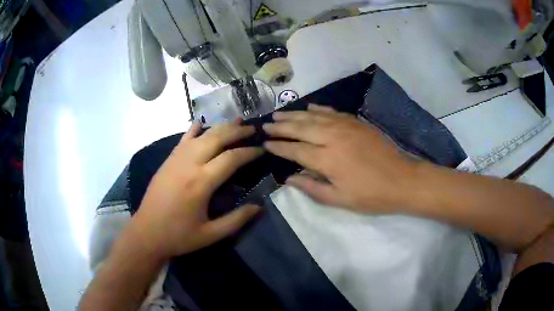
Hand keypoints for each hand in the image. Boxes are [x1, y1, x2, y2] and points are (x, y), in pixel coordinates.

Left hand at [131, 121, 262, 259]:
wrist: (146, 232)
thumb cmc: (179, 236)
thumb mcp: (210, 235)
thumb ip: (236, 220)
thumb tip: (259, 207)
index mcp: (201, 182)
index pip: (231, 158)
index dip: (249, 152)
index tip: (262, 149)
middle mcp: (189, 164)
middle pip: (217, 138)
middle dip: (237, 131)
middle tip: (253, 128)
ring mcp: (176, 159)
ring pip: (202, 134)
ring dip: (220, 126)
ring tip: (236, 121)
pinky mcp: (168, 160)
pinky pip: (183, 139)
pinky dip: (194, 129)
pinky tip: (201, 123)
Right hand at [263, 104, 417, 212]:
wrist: (403, 180)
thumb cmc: (372, 195)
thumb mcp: (340, 200)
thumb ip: (312, 188)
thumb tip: (289, 178)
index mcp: (328, 160)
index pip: (296, 150)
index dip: (279, 147)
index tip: (265, 144)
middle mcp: (333, 138)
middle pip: (301, 128)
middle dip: (281, 126)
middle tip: (266, 125)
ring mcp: (346, 126)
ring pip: (314, 116)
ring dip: (295, 114)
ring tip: (279, 113)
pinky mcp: (357, 122)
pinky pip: (333, 111)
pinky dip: (318, 108)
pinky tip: (309, 107)